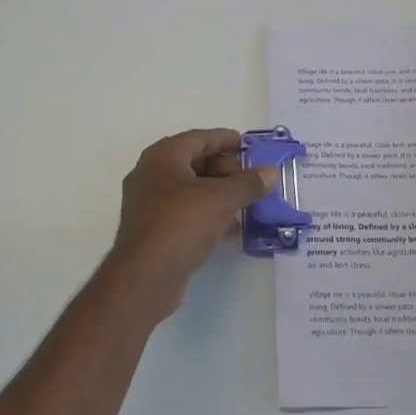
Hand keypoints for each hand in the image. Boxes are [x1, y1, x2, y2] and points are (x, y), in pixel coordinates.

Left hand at [102, 130, 276, 324]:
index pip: (199, 138)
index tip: (247, 145)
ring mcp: (148, 203)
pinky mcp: (152, 229)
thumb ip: (248, 183)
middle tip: (250, 178)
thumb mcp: (222, 199)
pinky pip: (184, 211)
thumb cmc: (182, 223)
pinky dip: (206, 212)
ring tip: (245, 201)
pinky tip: (229, 226)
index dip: (225, 139)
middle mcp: (150, 174)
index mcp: (162, 157)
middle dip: (224, 169)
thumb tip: (270, 172)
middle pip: (193, 162)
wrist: (146, 276)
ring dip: (217, 193)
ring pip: (189, 189)